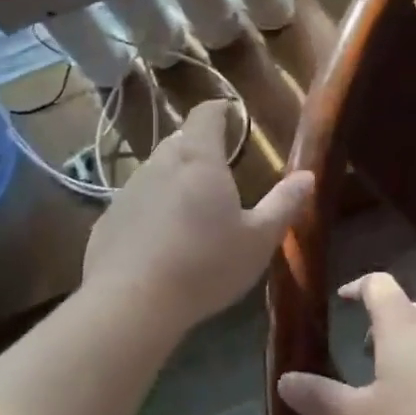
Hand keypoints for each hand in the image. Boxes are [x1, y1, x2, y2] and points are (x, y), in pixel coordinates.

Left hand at [83, 99, 312, 333]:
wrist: (131, 304)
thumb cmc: (205, 265)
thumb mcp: (258, 240)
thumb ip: (284, 204)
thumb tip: (307, 176)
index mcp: (200, 160)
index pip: (205, 116)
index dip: (219, 110)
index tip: (230, 114)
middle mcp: (160, 164)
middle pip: (179, 140)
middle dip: (198, 145)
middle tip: (218, 166)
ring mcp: (129, 191)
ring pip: (155, 170)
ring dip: (173, 178)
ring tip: (191, 205)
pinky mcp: (108, 220)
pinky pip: (135, 202)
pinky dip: (151, 208)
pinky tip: (160, 238)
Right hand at [277, 272, 415, 414]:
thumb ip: (323, 399)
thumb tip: (283, 380)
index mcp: (401, 324)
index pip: (378, 284)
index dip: (359, 286)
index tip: (345, 297)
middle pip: (406, 309)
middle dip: (384, 325)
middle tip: (368, 352)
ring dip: (414, 348)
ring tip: (401, 383)